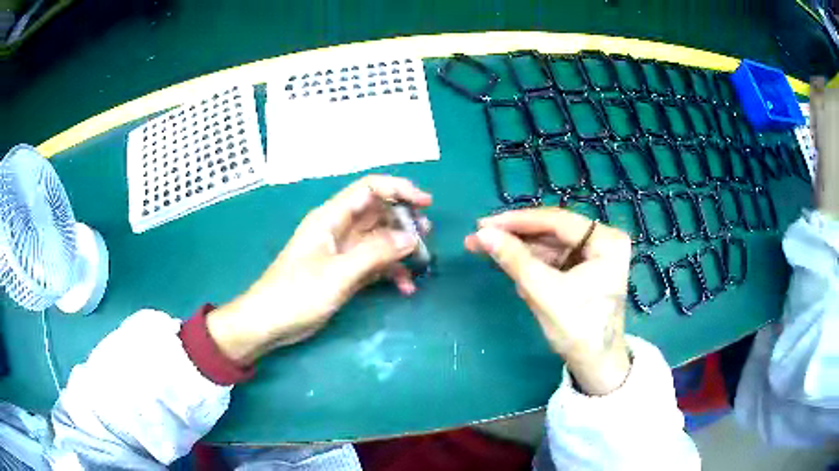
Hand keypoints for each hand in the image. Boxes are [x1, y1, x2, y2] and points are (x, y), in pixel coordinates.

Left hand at [207, 175, 431, 364]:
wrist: (269, 323)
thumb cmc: (297, 293)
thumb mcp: (338, 273)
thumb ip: (375, 252)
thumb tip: (411, 237)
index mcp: (331, 218)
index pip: (369, 189)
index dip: (398, 189)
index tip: (425, 202)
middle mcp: (338, 229)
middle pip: (377, 213)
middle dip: (403, 220)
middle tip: (427, 235)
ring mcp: (341, 252)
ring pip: (378, 239)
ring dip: (400, 248)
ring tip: (422, 261)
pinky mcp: (343, 272)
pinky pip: (373, 264)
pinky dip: (390, 272)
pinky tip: (405, 287)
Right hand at [465, 208, 631, 394]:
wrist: (595, 365)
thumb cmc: (578, 330)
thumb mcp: (545, 293)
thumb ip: (515, 260)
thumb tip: (482, 233)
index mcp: (607, 240)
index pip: (557, 220)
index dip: (518, 221)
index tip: (483, 223)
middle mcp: (603, 240)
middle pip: (552, 231)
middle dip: (515, 236)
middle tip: (479, 237)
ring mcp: (594, 254)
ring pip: (549, 244)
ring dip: (519, 249)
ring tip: (485, 251)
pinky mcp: (583, 268)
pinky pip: (553, 258)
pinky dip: (531, 263)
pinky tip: (511, 268)